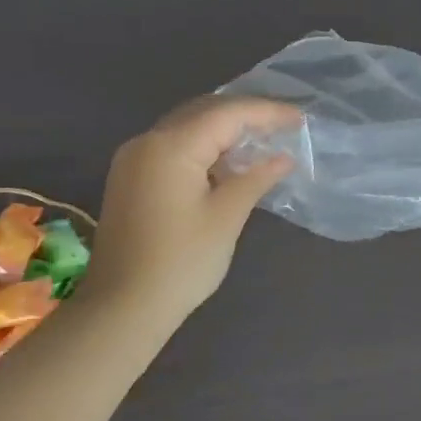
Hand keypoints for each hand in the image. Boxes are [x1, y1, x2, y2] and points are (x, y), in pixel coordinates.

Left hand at [84, 96, 299, 331]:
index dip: (266, 112)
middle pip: (202, 113)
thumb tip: (283, 157)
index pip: (226, 114)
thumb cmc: (180, 263)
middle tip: (282, 127)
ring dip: (221, 133)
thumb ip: (255, 178)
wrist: (122, 307)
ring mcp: (132, 160)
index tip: (299, 119)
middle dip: (243, 116)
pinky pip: (171, 149)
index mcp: (170, 146)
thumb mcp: (226, 218)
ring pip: (185, 129)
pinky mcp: (128, 179)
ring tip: (260, 143)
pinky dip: (201, 150)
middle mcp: (147, 142)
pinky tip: (224, 165)